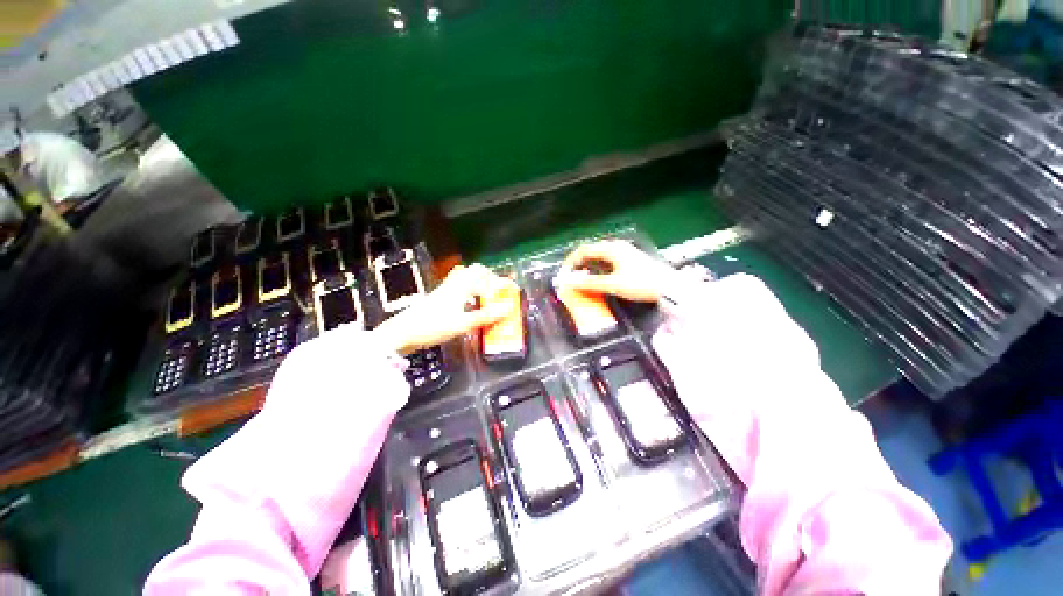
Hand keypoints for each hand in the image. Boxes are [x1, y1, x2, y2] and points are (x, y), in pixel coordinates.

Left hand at [374, 264, 510, 354]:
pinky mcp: (439, 297)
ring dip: (479, 284)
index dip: (501, 280)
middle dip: (490, 278)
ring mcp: (444, 290)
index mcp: (460, 287)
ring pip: (465, 278)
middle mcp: (453, 284)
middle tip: (498, 291)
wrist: (402, 333)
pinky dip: (470, 291)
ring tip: (487, 297)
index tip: (512, 288)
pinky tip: (471, 304)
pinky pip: (459, 287)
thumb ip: (485, 317)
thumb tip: (507, 309)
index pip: (484, 275)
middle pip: (474, 272)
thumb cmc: (432, 326)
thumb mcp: (462, 324)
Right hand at [556, 240, 674, 302]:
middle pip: (591, 251)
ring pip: (599, 256)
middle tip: (571, 278)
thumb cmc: (641, 283)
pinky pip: (607, 260)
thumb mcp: (613, 284)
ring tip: (582, 279)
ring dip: (588, 266)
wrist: (669, 287)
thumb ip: (590, 283)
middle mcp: (616, 247)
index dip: (570, 261)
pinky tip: (599, 278)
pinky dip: (598, 268)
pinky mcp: (630, 259)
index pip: (583, 250)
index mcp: (611, 249)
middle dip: (578, 264)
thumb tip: (569, 281)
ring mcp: (624, 252)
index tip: (564, 274)